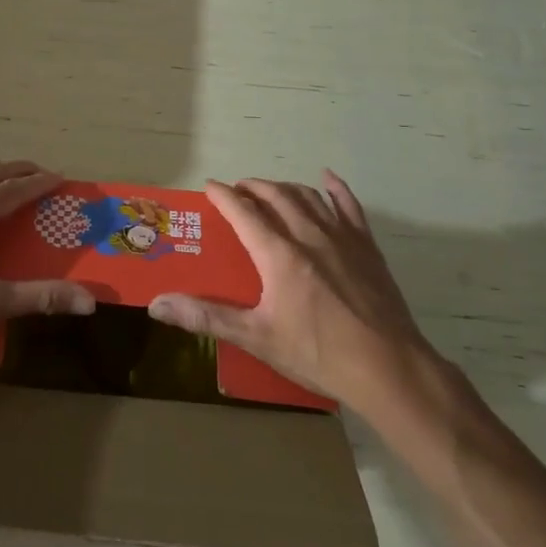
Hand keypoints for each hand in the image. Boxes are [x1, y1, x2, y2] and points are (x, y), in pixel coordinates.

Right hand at [147, 172, 437, 411]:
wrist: (388, 367)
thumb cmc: (317, 353)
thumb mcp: (257, 338)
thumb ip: (207, 316)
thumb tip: (158, 304)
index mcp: (279, 254)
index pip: (243, 212)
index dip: (224, 196)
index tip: (209, 187)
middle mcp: (308, 234)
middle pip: (275, 196)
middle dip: (253, 187)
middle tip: (237, 191)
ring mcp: (341, 237)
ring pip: (308, 197)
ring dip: (284, 188)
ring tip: (270, 191)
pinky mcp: (366, 247)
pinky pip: (349, 206)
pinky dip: (335, 189)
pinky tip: (327, 179)